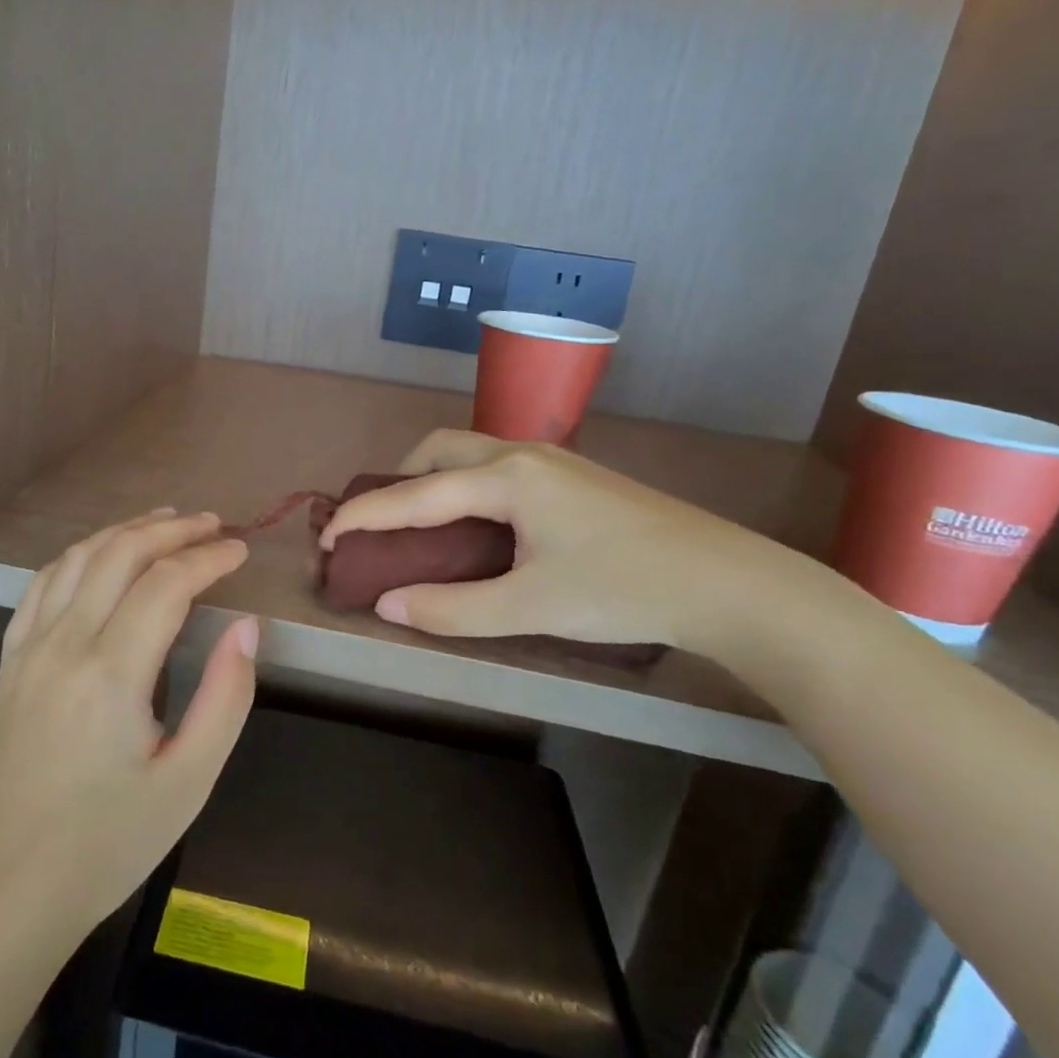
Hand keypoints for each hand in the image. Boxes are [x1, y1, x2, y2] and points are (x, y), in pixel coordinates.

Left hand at [0, 509, 258, 942]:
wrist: (8, 890)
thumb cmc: (108, 843)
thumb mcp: (188, 782)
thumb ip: (225, 697)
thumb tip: (246, 627)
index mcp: (111, 673)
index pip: (166, 584)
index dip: (208, 558)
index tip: (240, 550)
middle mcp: (64, 644)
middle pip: (120, 554)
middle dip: (171, 531)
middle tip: (212, 525)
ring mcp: (29, 648)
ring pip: (79, 558)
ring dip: (125, 531)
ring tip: (166, 523)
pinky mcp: (10, 660)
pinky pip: (43, 583)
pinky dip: (81, 554)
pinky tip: (101, 555)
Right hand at [319, 429, 822, 657]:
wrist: (730, 583)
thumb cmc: (624, 589)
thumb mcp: (531, 607)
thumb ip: (452, 608)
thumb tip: (387, 604)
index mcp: (506, 477)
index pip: (415, 494)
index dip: (365, 515)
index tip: (327, 536)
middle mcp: (523, 454)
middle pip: (439, 449)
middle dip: (399, 481)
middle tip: (384, 526)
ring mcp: (553, 461)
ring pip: (471, 453)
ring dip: (433, 479)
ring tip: (424, 526)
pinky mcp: (573, 477)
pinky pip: (497, 466)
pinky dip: (465, 485)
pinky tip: (479, 525)